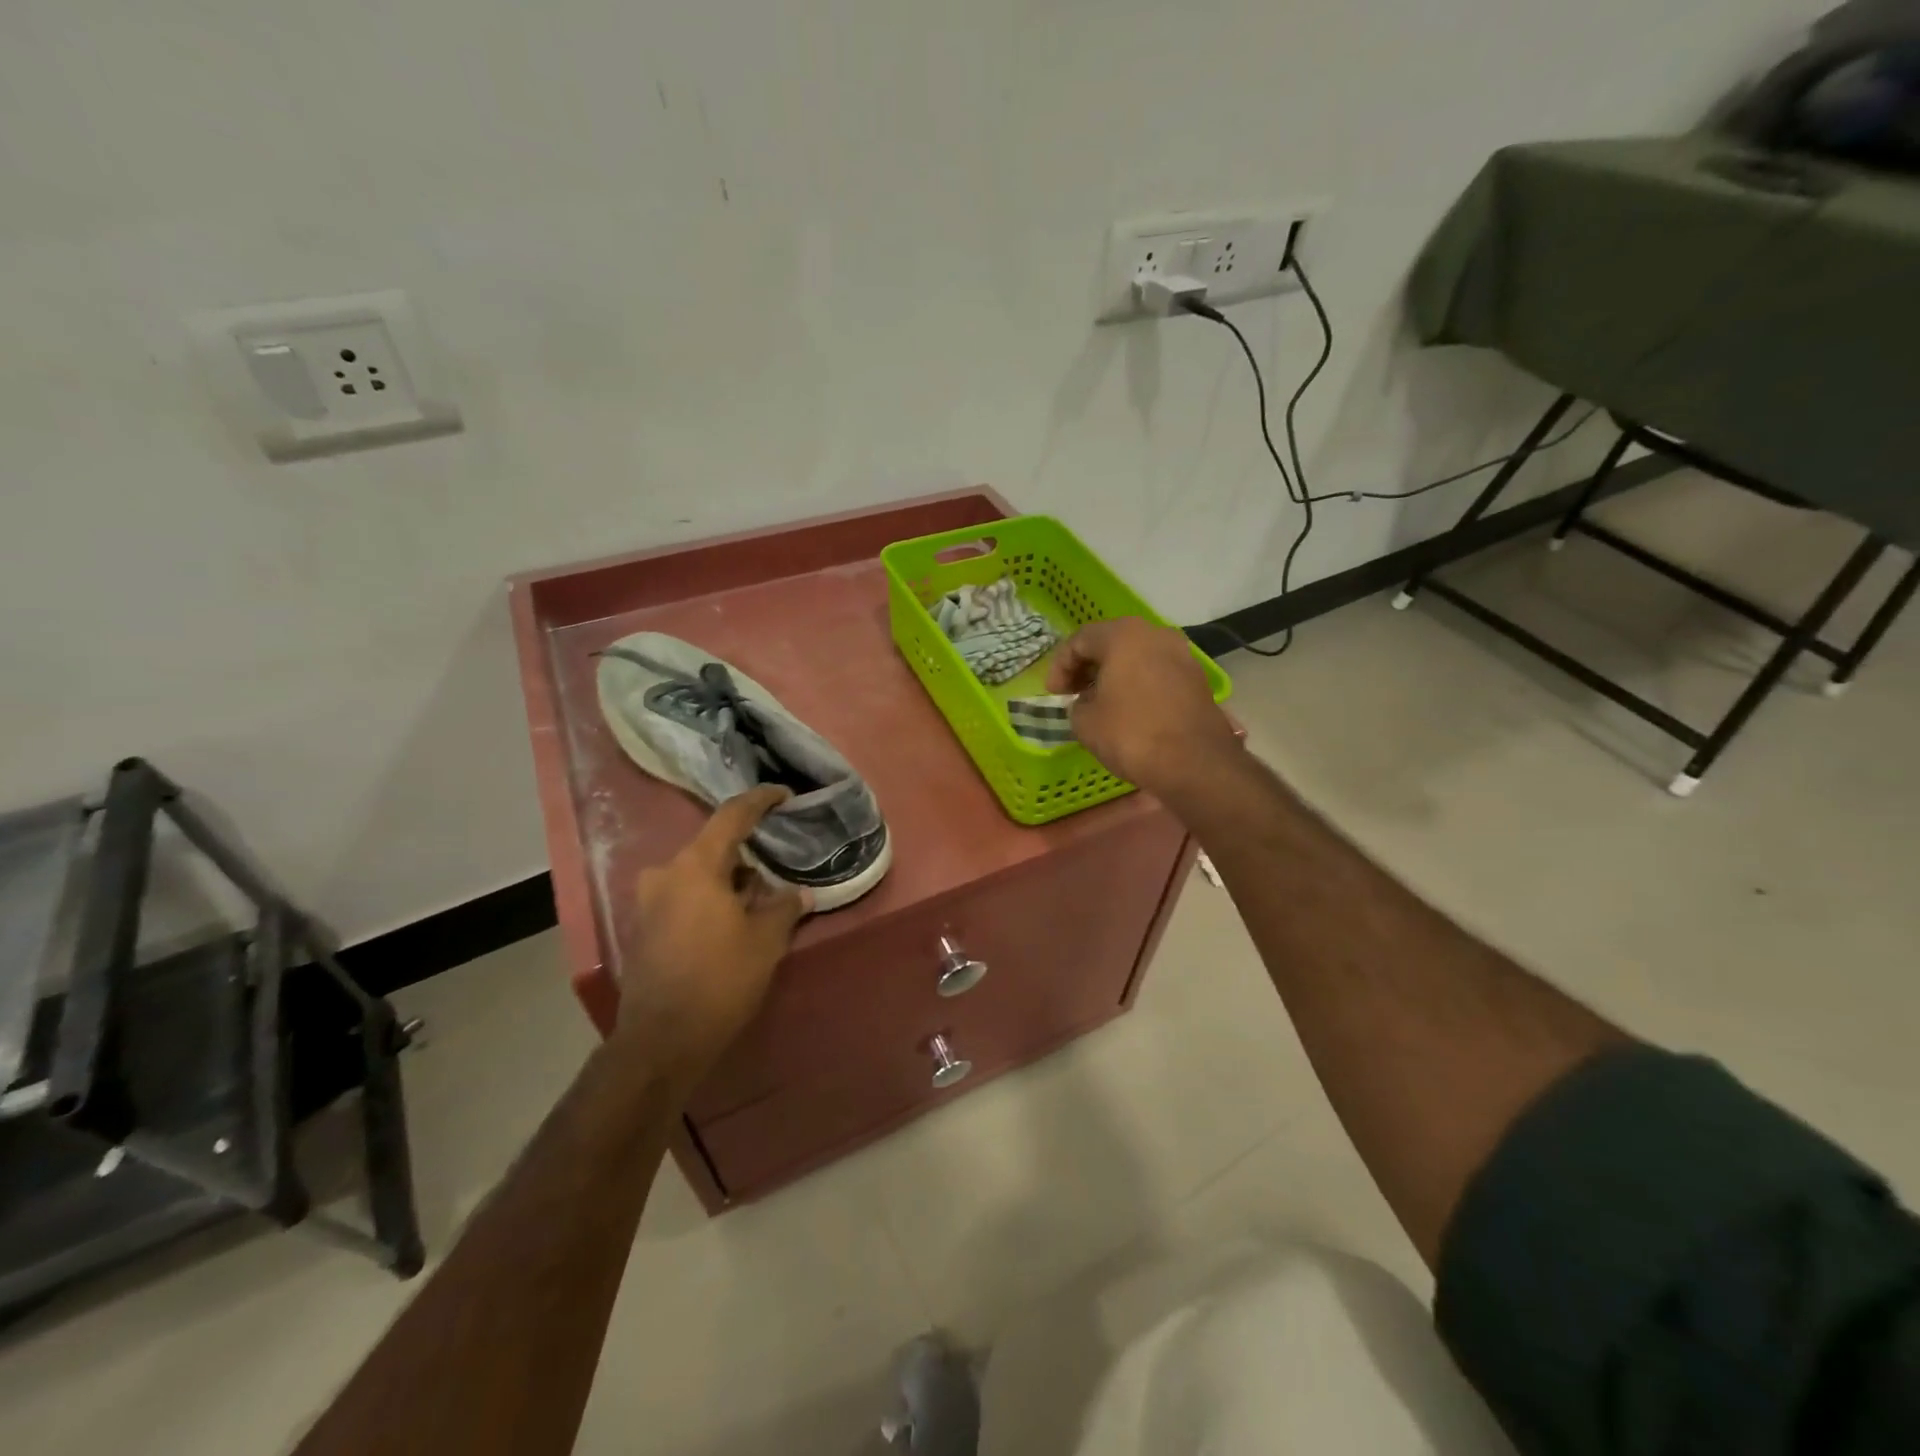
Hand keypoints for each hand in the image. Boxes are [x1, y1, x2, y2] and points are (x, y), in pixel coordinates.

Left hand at [616, 786, 810, 1098]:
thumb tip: (801, 893)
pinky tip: (732, 923)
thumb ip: (785, 907)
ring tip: (759, 902)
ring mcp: (649, 903)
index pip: (732, 816)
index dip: (760, 800)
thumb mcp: (765, 940)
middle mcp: (666, 874)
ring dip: (728, 882)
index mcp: (695, 866)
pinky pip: (683, 898)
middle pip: (713, 849)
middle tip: (777, 869)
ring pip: (698, 876)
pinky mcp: (644, 929)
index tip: (783, 794)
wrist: (661, 1041)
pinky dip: (709, 901)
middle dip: (747, 856)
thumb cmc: (720, 979)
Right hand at [1047, 618, 1238, 796]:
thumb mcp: (1084, 722)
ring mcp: (1182, 655)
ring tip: (1099, 704)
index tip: (1054, 694)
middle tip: (1072, 694)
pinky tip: (1128, 711)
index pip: (1080, 640)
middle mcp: (1156, 634)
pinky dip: (1137, 685)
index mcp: (1124, 635)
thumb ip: (1076, 704)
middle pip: (1111, 643)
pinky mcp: (1196, 679)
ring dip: (1113, 676)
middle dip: (1087, 667)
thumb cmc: (1132, 734)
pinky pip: (1156, 673)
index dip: (1060, 666)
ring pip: (1136, 657)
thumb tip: (1087, 703)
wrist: (1195, 764)